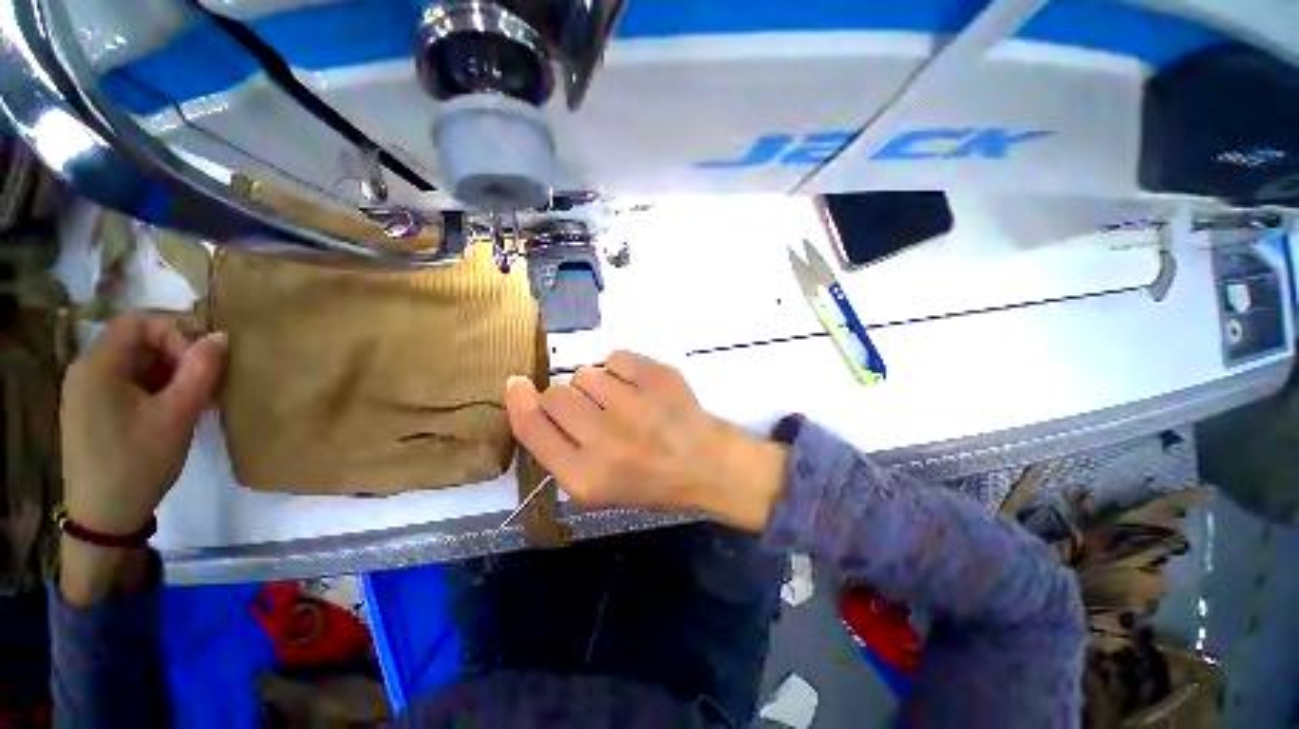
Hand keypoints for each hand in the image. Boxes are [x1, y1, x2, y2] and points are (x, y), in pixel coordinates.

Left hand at [61, 314, 226, 535]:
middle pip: (136, 343)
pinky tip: (171, 415)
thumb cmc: (137, 462)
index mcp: (98, 366)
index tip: (200, 363)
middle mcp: (86, 371)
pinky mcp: (92, 413)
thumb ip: (200, 372)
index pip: (138, 322)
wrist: (104, 518)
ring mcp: (86, 394)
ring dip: (169, 376)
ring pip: (134, 366)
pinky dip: (154, 391)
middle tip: (204, 385)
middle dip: (176, 357)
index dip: (174, 332)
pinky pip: (126, 386)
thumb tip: (221, 337)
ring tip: (192, 402)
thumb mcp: (177, 416)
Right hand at [504, 351, 786, 530]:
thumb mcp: (596, 487)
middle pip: (556, 394)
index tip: (516, 384)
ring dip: (597, 385)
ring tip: (624, 404)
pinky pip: (615, 357)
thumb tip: (530, 400)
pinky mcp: (657, 377)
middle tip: (592, 409)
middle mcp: (605, 441)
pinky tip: (640, 389)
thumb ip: (558, 449)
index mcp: (586, 477)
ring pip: (586, 373)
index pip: (532, 427)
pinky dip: (622, 369)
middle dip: (566, 397)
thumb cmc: (650, 481)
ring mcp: (634, 405)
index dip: (519, 401)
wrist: (706, 464)